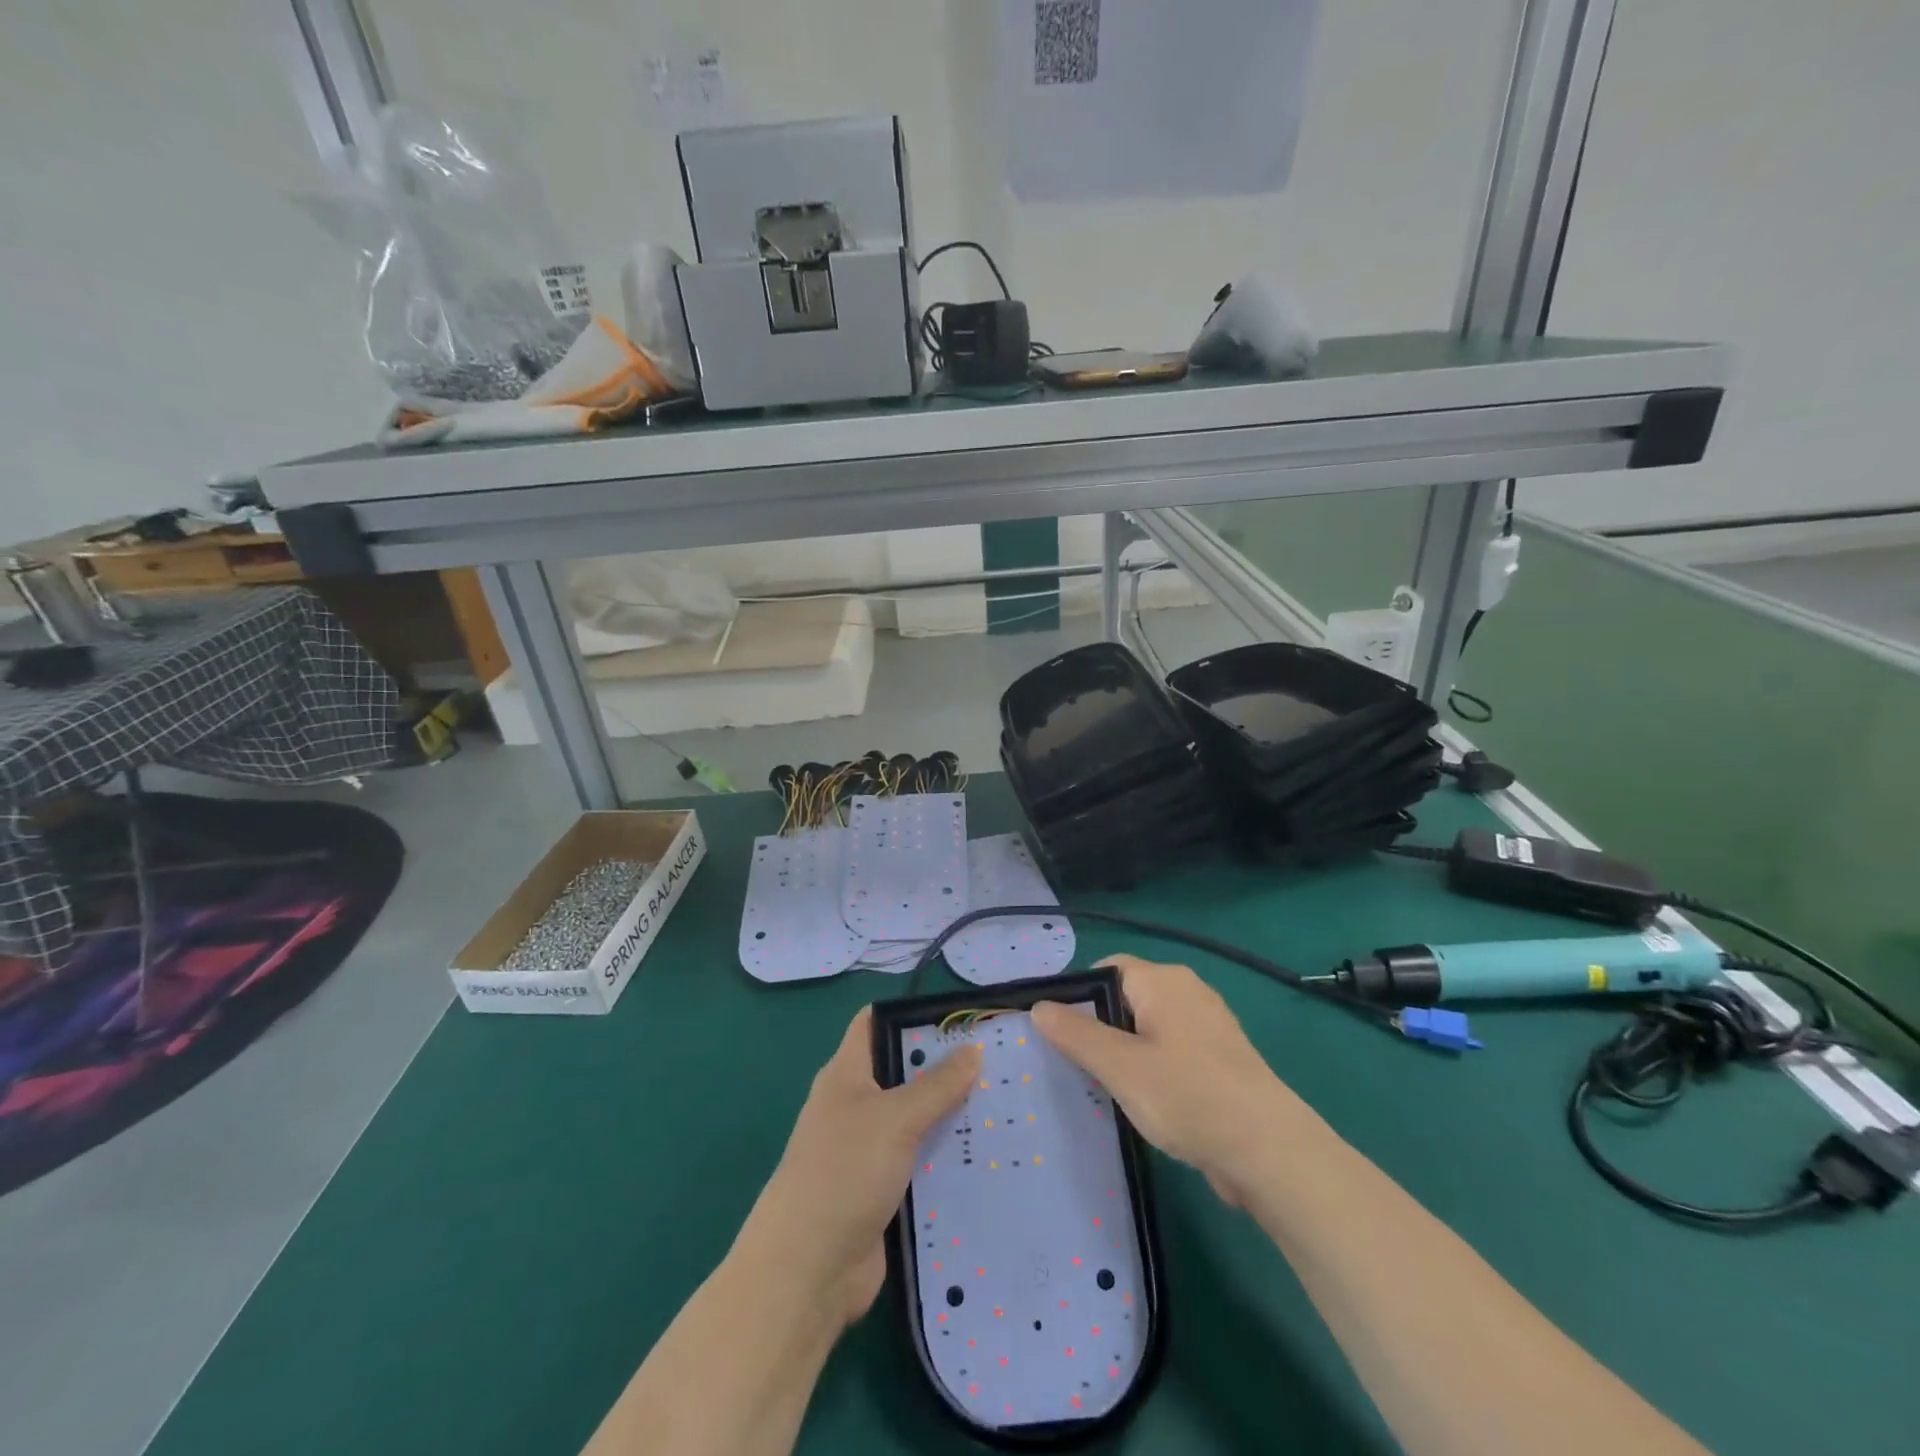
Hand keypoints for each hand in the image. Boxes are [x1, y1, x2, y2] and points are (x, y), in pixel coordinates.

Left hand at [738, 1008, 980, 1326]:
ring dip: (952, 1114)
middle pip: (903, 1073)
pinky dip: (947, 1157)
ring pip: (917, 1120)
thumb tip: (973, 1048)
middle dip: (945, 1066)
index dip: (911, 1013)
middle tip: (997, 1058)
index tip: (959, 1013)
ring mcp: (869, 1150)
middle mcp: (856, 1106)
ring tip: (1005, 1102)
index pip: (875, 1023)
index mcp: (846, 1074)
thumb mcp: (894, 1118)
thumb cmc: (844, 1172)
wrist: (807, 1271)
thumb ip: (937, 1085)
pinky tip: (988, 1155)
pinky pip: (921, 1162)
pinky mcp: (883, 1190)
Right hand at [1031, 955, 1298, 1205]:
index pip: (1106, 969)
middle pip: (1126, 997)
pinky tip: (1145, 1103)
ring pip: (1149, 1027)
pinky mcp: (1222, 1058)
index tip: (1059, 1034)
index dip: (1078, 995)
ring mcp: (1209, 1025)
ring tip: (1106, 1088)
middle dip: (1100, 1028)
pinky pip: (1172, 1050)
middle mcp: (1188, 991)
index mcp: (1163, 980)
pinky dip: (1153, 1068)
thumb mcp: (1120, 1067)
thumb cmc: (1188, 1097)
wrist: (1270, 1152)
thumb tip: (1039, 1007)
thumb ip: (1076, 1035)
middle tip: (1077, 1066)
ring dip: (1126, 1052)